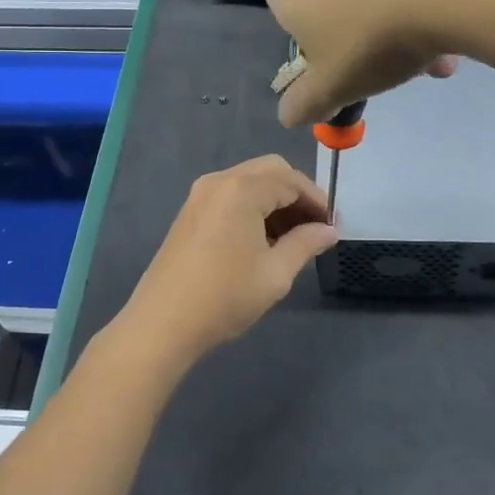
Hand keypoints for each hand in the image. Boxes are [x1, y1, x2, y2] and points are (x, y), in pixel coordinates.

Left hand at [115, 156, 337, 372]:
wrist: (162, 324)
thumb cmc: (224, 297)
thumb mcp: (275, 273)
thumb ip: (306, 244)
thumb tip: (329, 230)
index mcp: (243, 189)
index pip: (292, 180)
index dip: (317, 201)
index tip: (332, 226)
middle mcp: (221, 180)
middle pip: (271, 170)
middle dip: (297, 194)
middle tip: (314, 227)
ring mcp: (201, 194)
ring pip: (250, 181)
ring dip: (275, 199)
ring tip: (293, 237)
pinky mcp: (190, 211)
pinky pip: (231, 194)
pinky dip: (253, 205)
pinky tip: (262, 238)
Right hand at [258, 0, 481, 127]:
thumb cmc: (373, 35)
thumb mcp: (335, 84)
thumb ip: (306, 102)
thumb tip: (288, 116)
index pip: (285, 6)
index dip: (316, 37)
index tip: (347, 59)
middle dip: (363, 25)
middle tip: (400, 61)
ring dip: (397, 5)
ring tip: (440, 44)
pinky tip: (452, 4)